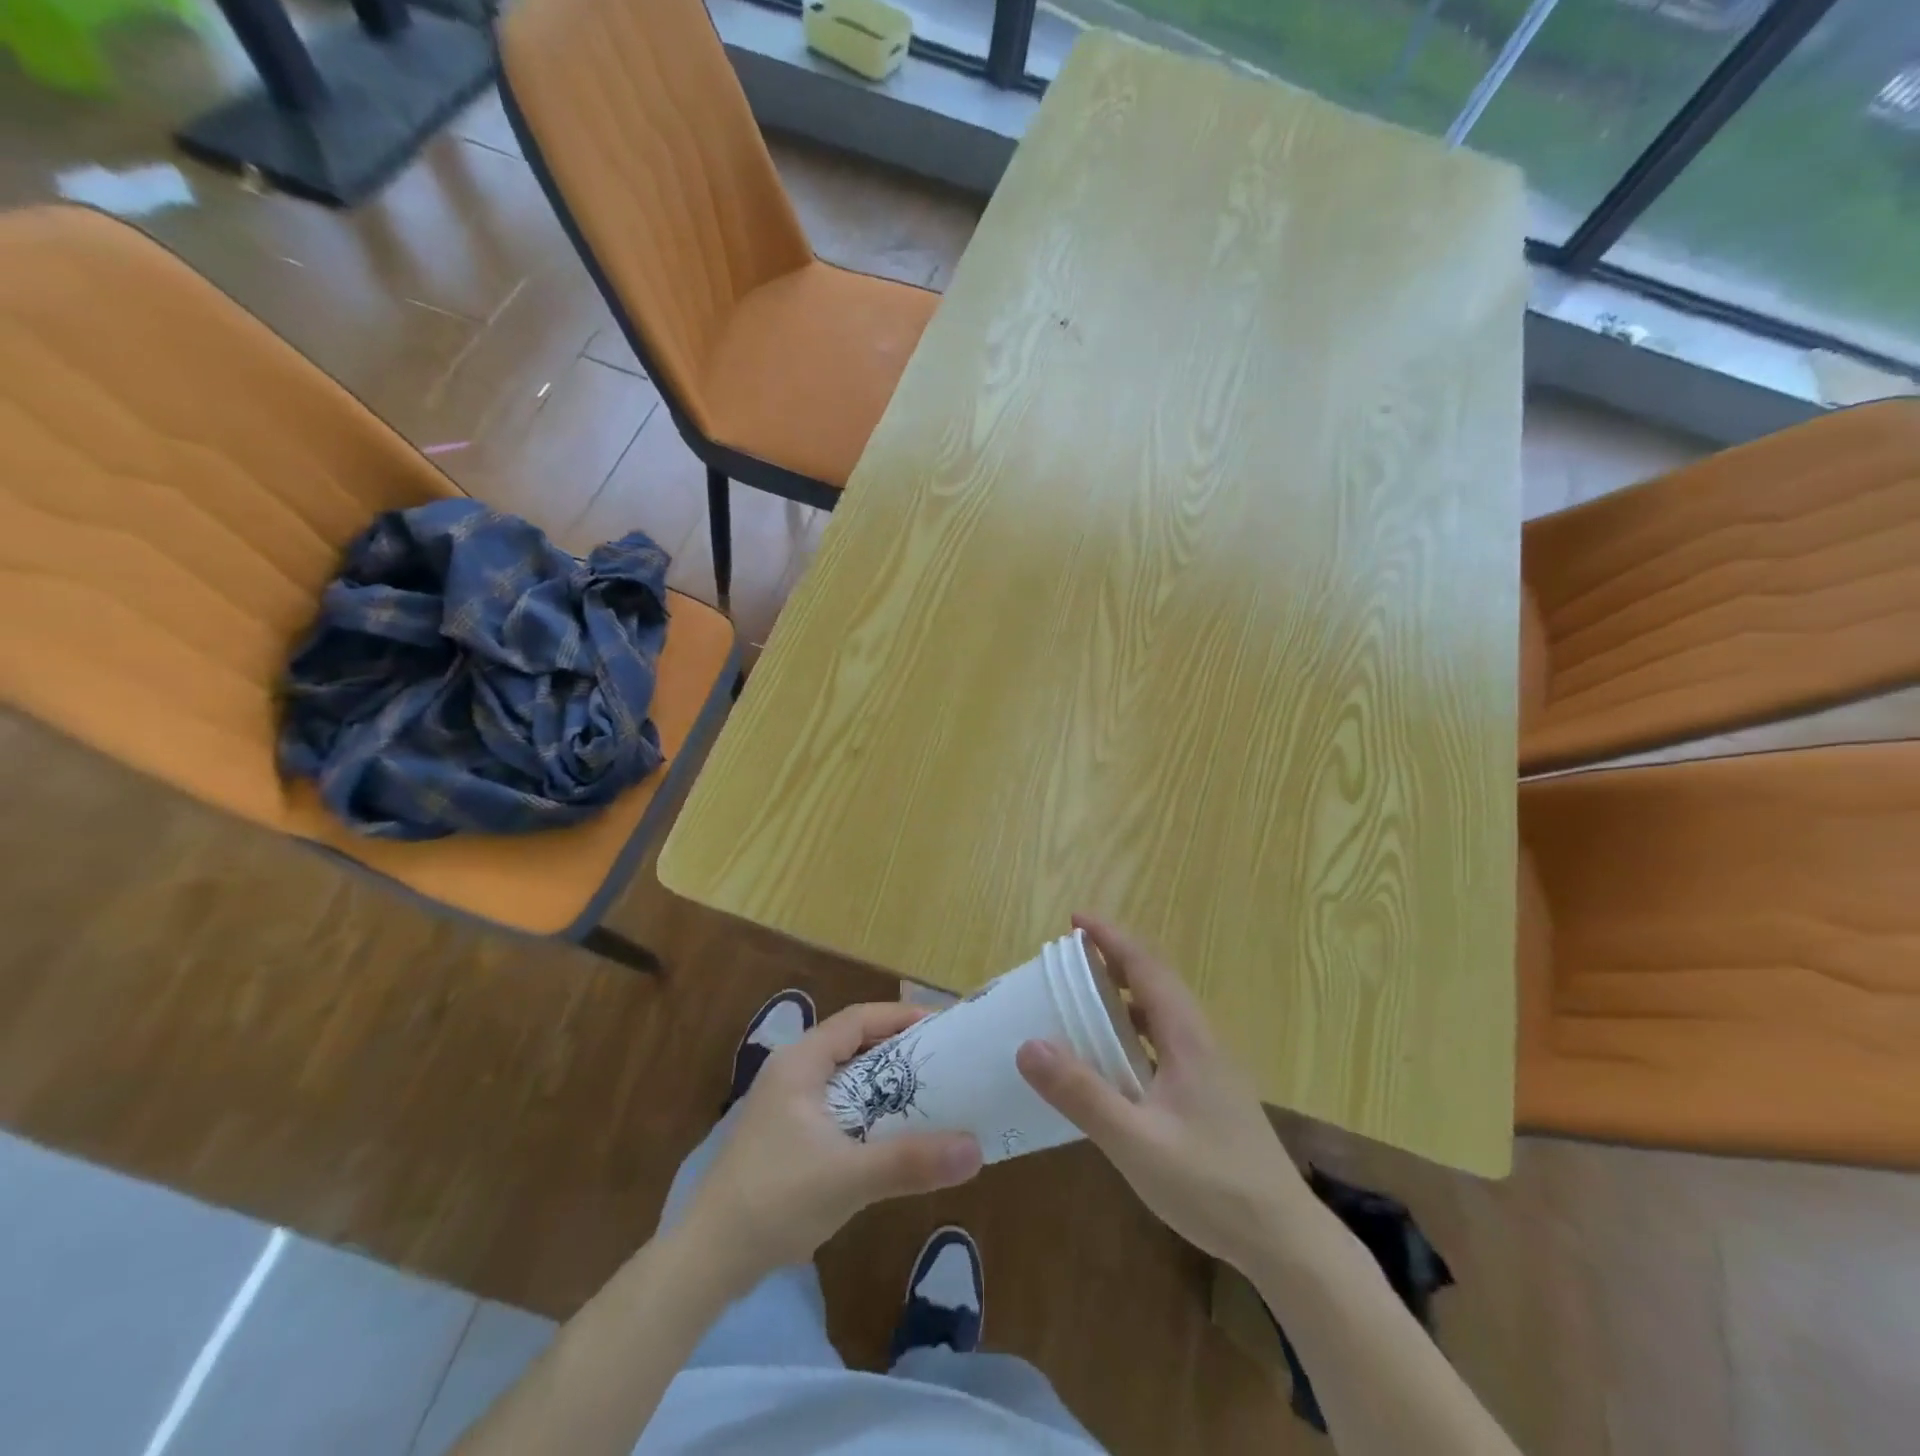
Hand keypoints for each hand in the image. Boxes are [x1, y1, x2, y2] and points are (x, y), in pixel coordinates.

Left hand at [687, 1002, 983, 1287]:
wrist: (706, 1260)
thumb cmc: (774, 1201)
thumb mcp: (848, 1178)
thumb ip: (911, 1161)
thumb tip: (976, 1150)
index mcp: (800, 1062)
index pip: (858, 1019)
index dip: (901, 1017)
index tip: (943, 1027)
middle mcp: (792, 1072)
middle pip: (854, 1044)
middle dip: (898, 1051)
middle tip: (944, 1062)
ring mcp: (785, 1104)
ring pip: (845, 1077)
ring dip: (884, 1084)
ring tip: (929, 1095)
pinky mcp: (785, 1135)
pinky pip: (837, 1106)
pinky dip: (867, 1110)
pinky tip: (890, 1135)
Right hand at [1016, 915, 1313, 1269]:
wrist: (1284, 1240)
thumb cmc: (1210, 1185)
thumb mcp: (1136, 1142)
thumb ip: (1082, 1094)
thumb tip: (1028, 1045)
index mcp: (1187, 1038)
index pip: (1145, 968)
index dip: (1110, 938)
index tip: (1075, 919)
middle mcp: (1201, 1041)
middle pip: (1156, 981)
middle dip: (1114, 958)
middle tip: (1070, 955)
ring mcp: (1210, 1067)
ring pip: (1163, 1011)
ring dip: (1125, 993)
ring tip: (1085, 995)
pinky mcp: (1210, 1092)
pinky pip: (1166, 1040)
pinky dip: (1135, 1028)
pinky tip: (1116, 1058)